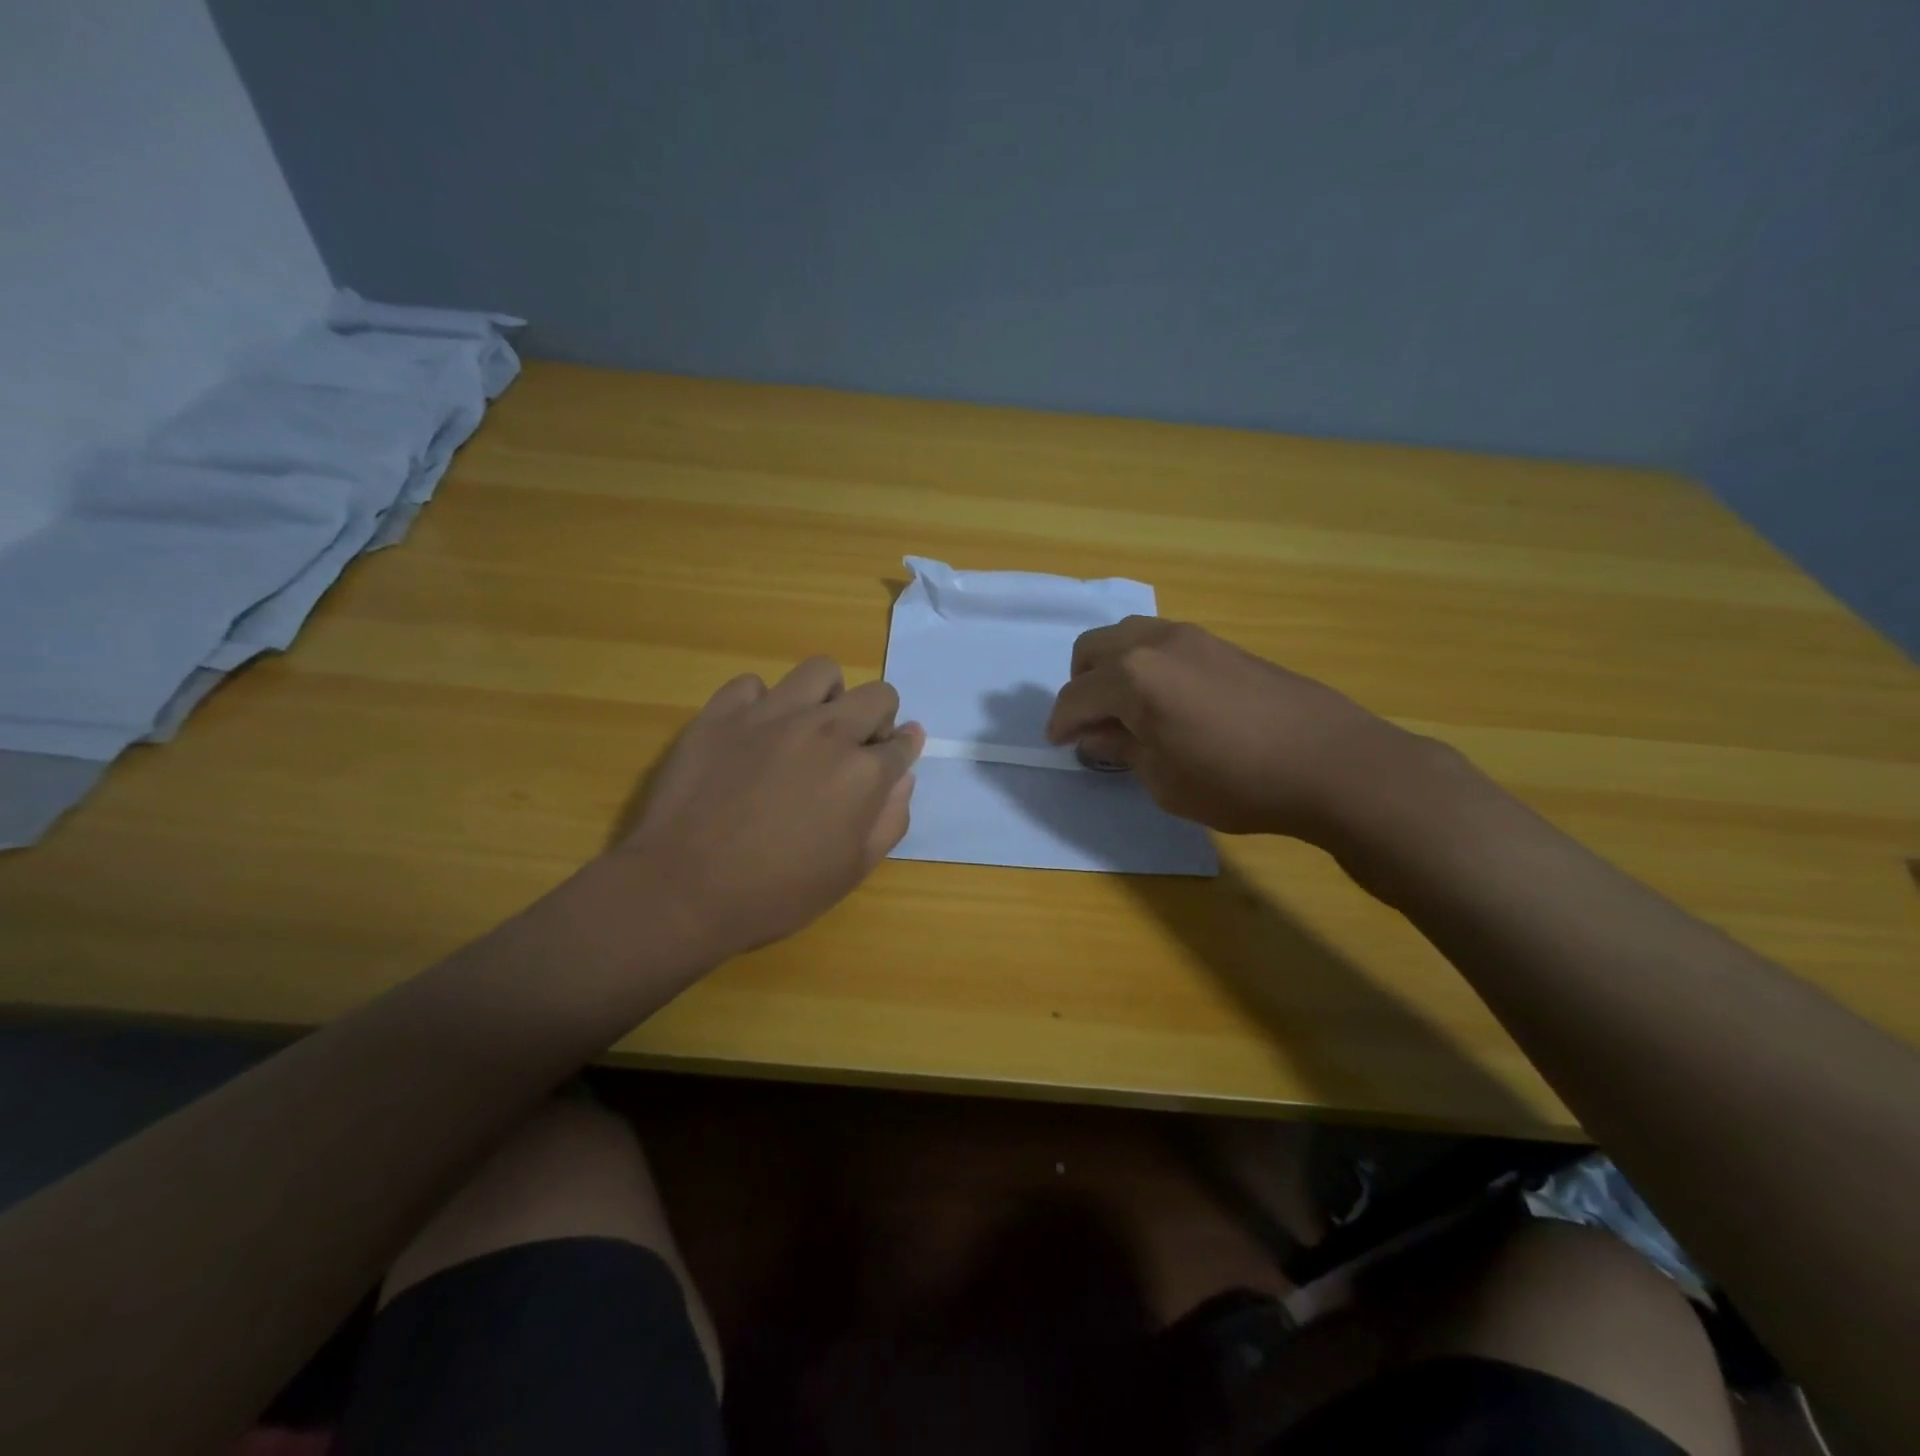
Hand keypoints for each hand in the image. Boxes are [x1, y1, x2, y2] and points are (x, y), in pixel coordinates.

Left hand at [616, 658, 923, 960]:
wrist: (684, 889)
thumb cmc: (777, 892)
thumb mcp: (852, 871)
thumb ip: (889, 819)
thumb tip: (903, 777)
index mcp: (863, 772)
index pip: (903, 743)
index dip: (902, 751)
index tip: (893, 757)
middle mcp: (826, 730)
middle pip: (877, 696)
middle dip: (878, 719)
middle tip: (853, 750)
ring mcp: (772, 714)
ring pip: (820, 672)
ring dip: (827, 697)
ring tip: (808, 727)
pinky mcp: (723, 712)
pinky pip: (752, 685)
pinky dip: (760, 704)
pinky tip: (752, 734)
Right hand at [1045, 617, 1421, 841]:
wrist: (1332, 762)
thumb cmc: (1237, 781)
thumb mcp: (1164, 780)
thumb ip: (1122, 750)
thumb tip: (1096, 736)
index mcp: (1133, 676)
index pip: (1076, 695)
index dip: (1060, 723)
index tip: (1058, 744)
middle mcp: (1156, 643)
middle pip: (1093, 649)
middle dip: (1080, 686)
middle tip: (1091, 725)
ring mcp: (1193, 637)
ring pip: (1128, 637)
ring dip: (1112, 669)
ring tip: (1127, 711)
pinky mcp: (1222, 644)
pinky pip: (1162, 643)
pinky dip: (1146, 666)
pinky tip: (1166, 702)